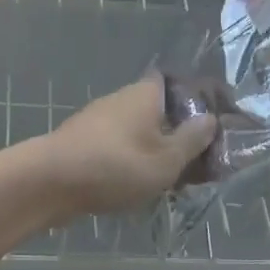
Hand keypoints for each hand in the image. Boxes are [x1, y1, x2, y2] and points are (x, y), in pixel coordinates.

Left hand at [29, 77, 218, 221]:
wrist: (48, 182)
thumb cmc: (116, 166)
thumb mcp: (167, 158)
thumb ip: (194, 139)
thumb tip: (210, 119)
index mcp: (146, 94)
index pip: (181, 82)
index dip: (203, 99)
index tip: (221, 123)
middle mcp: (123, 100)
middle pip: (163, 110)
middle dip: (184, 134)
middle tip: (203, 164)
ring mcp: (100, 121)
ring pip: (142, 132)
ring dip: (161, 152)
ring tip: (177, 182)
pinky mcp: (84, 144)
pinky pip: (122, 148)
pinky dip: (137, 163)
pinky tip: (143, 187)